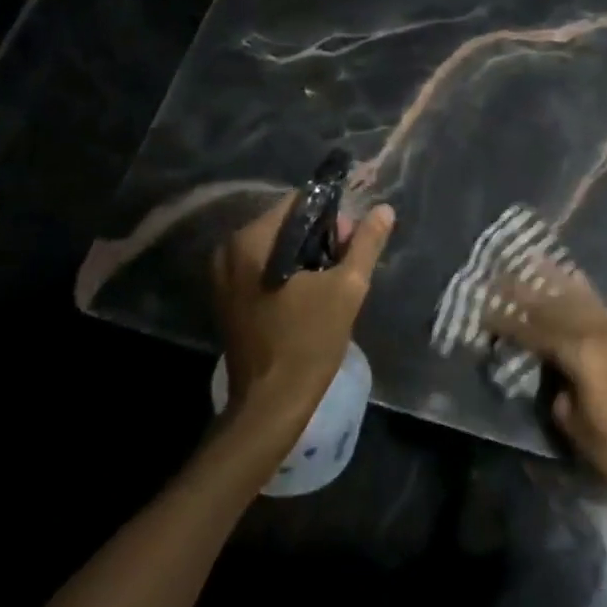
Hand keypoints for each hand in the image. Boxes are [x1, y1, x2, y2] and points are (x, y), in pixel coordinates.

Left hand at [210, 195, 395, 447]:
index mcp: (252, 241)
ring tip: (332, 284)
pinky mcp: (227, 299)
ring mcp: (222, 277)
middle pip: (284, 224)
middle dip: (319, 238)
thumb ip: (365, 244)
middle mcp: (229, 251)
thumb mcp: (348, 288)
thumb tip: (384, 210)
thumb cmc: (309, 342)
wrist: (271, 404)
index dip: (331, 215)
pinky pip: (262, 269)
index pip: (297, 203)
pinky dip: (287, 274)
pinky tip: (309, 297)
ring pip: (274, 248)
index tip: (351, 242)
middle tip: (346, 265)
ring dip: (305, 257)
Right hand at [483, 259, 606, 510]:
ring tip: (534, 261)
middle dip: (524, 292)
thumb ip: (555, 389)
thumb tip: (551, 373)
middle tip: (499, 276)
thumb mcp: (571, 424)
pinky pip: (598, 307)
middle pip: (554, 306)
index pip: (533, 331)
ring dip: (554, 282)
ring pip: (578, 300)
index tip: (483, 312)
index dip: (507, 323)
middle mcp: (596, 334)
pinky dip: (584, 290)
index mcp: (579, 353)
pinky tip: (575, 278)